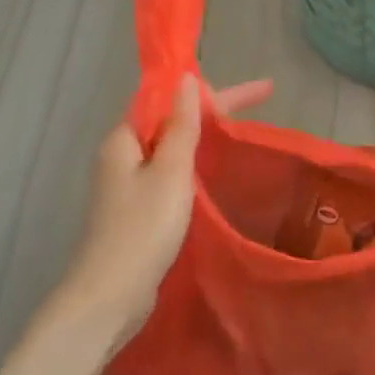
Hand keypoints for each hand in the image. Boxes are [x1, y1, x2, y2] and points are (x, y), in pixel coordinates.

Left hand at [57, 73, 273, 336]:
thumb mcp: (170, 172)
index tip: (260, 92)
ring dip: (206, 138)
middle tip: (263, 107)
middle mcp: (124, 156)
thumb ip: (181, 125)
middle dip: (216, 113)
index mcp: (125, 139)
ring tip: (245, 134)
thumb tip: (187, 78)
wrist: (111, 296)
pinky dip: (196, 167)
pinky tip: (218, 174)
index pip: (172, 99)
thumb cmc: (142, 229)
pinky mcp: (139, 211)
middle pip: (173, 122)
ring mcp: (130, 185)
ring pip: (174, 150)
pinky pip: (172, 176)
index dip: (215, 92)